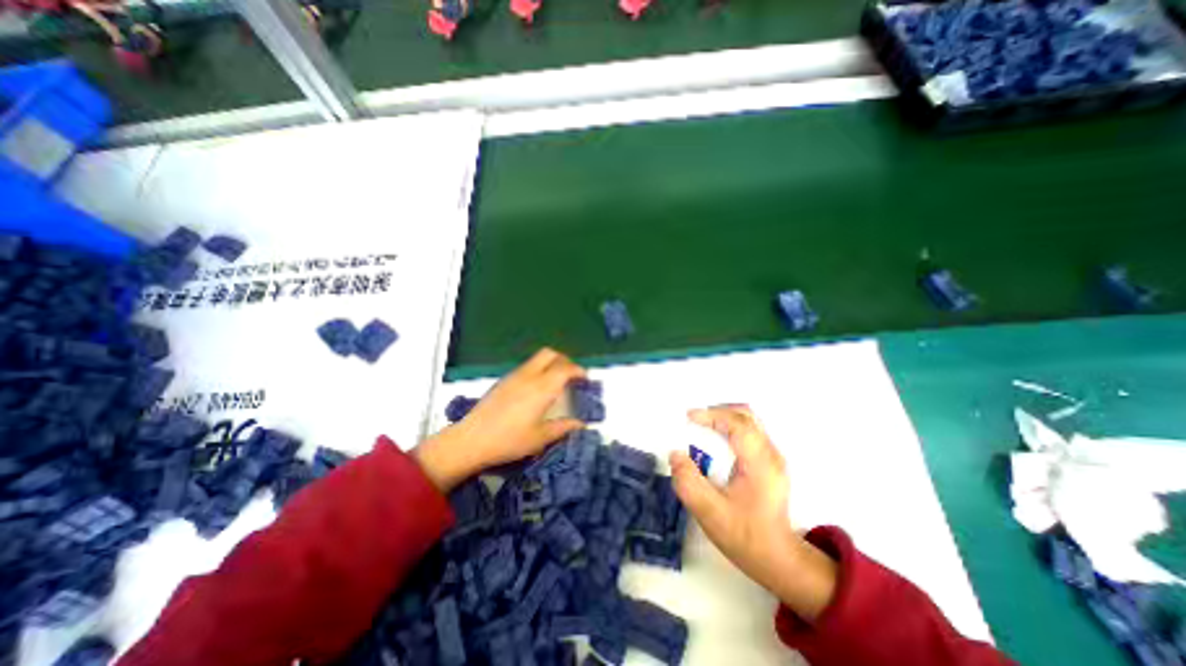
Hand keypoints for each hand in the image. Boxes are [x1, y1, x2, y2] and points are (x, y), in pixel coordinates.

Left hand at [413, 348, 586, 493]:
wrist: (471, 440)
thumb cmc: (509, 440)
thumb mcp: (540, 438)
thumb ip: (563, 427)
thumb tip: (581, 424)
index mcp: (542, 388)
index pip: (565, 369)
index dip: (579, 371)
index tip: (586, 379)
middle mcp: (529, 375)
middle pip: (551, 354)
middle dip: (565, 360)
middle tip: (571, 375)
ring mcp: (514, 376)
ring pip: (537, 358)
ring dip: (551, 363)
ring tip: (556, 381)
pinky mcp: (504, 380)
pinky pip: (527, 366)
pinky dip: (539, 369)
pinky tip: (536, 388)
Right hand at [670, 405, 837, 624]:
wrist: (778, 559)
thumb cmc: (744, 536)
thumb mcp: (709, 512)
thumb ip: (688, 482)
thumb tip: (675, 454)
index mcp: (760, 464)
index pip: (739, 424)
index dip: (712, 415)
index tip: (689, 417)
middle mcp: (771, 454)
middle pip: (746, 415)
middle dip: (717, 412)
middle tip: (694, 421)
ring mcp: (773, 457)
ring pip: (749, 421)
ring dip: (723, 418)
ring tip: (702, 429)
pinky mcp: (770, 462)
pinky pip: (749, 432)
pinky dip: (729, 428)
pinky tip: (716, 442)